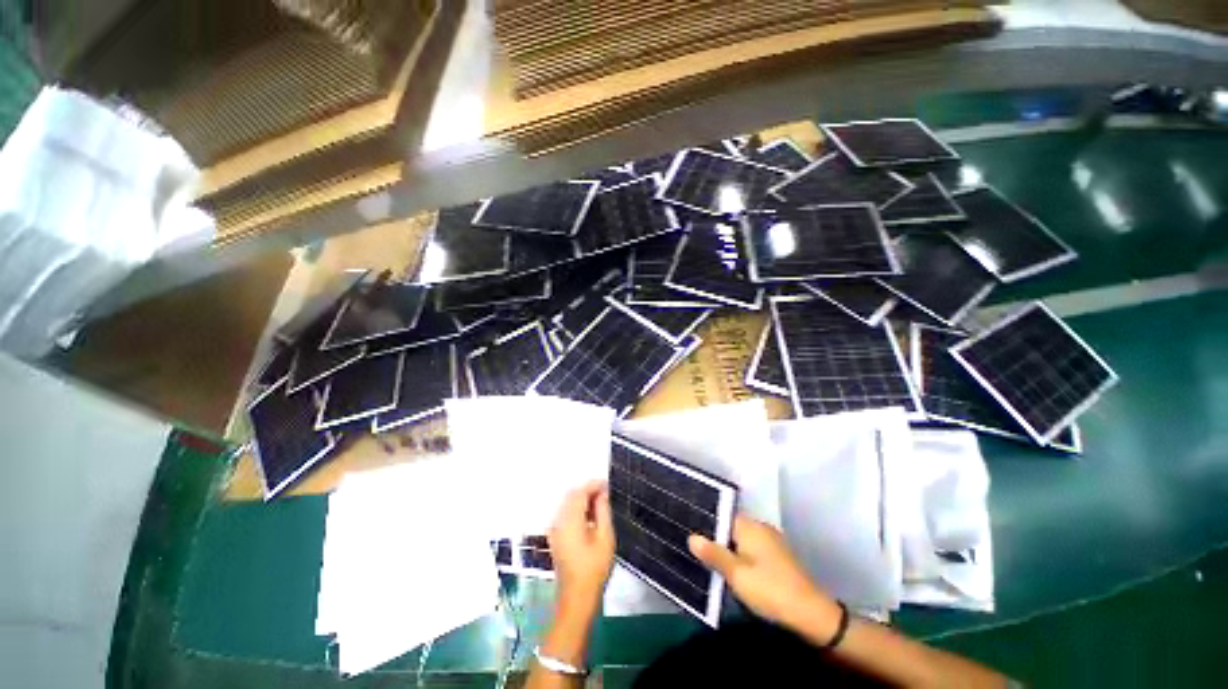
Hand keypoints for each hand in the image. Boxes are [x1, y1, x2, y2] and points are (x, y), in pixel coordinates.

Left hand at [548, 481, 615, 613]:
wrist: (577, 598)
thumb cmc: (595, 568)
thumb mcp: (605, 537)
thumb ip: (603, 511)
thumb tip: (601, 494)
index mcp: (569, 520)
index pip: (580, 492)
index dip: (593, 485)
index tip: (607, 484)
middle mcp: (558, 521)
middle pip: (570, 496)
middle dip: (587, 490)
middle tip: (605, 492)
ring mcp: (554, 530)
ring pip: (567, 504)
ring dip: (582, 499)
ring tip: (600, 503)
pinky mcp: (555, 538)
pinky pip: (565, 514)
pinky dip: (577, 509)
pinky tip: (590, 517)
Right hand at [689, 515, 840, 634]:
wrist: (812, 615)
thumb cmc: (770, 590)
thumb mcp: (737, 574)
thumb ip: (713, 554)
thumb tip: (692, 537)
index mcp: (750, 526)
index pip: (721, 515)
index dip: (705, 524)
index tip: (688, 532)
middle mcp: (761, 528)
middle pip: (731, 527)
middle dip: (715, 538)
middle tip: (693, 549)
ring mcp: (771, 542)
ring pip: (741, 540)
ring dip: (727, 549)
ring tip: (707, 560)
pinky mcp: (778, 557)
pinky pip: (751, 549)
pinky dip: (740, 557)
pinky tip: (731, 570)